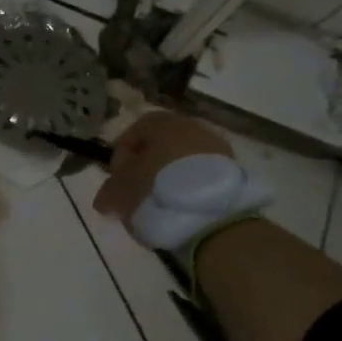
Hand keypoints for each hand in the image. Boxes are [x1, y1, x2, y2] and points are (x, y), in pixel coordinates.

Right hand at [92, 111, 235, 221]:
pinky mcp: (235, 173)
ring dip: (170, 179)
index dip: (120, 157)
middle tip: (137, 193)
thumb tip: (106, 197)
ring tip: (161, 205)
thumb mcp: (120, 192)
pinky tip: (183, 209)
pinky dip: (191, 188)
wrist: (213, 218)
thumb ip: (109, 190)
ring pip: (184, 161)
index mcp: (161, 122)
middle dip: (148, 167)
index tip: (116, 180)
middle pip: (162, 145)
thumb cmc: (156, 192)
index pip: (133, 132)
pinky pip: (203, 176)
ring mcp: (217, 148)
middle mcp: (192, 127)